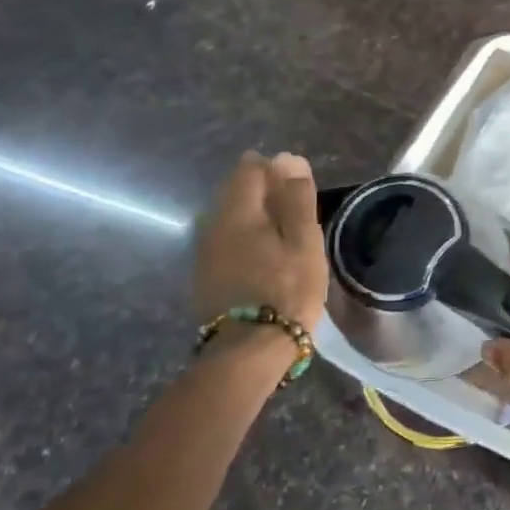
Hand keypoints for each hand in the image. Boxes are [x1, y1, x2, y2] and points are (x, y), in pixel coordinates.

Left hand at [193, 151, 328, 333]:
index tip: (297, 180)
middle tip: (293, 201)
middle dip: (261, 187)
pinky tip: (263, 249)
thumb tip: (289, 160)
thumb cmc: (286, 290)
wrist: (249, 349)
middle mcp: (213, 226)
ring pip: (227, 216)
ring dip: (253, 212)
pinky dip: (244, 234)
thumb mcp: (304, 242)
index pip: (249, 171)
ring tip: (282, 225)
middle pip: (233, 191)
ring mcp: (205, 252)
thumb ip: (297, 199)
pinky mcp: (206, 275)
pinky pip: (224, 238)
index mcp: (238, 213)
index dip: (273, 167)